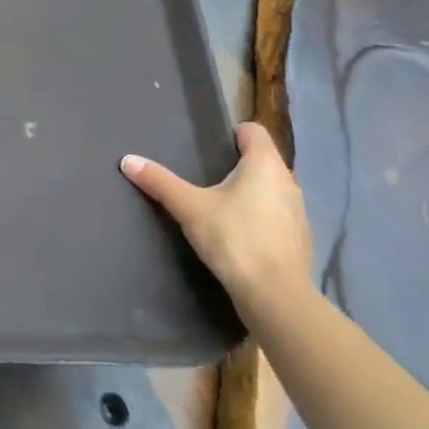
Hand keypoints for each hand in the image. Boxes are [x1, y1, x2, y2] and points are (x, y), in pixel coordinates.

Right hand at [122, 122, 311, 313]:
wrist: (276, 297)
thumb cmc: (234, 239)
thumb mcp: (189, 208)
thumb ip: (160, 182)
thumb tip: (127, 160)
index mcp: (265, 164)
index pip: (253, 131)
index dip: (231, 134)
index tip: (208, 148)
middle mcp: (288, 181)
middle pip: (262, 160)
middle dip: (237, 165)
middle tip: (205, 176)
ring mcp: (299, 212)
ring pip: (271, 189)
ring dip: (251, 193)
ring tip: (220, 206)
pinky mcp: (300, 240)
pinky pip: (277, 216)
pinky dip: (261, 218)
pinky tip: (239, 236)